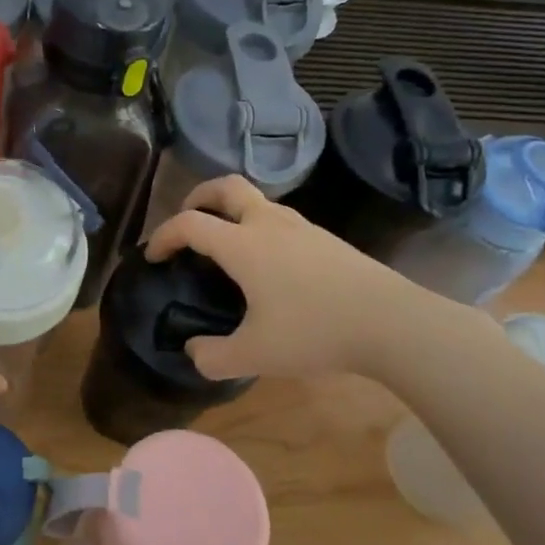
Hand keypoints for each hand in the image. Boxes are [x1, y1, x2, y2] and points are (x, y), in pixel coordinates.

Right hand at [145, 175, 448, 382]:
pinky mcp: (326, 239)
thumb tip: (194, 352)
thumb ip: (213, 357)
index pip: (189, 224)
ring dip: (233, 211)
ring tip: (227, 244)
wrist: (391, 322)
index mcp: (243, 244)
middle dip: (199, 197)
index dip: (164, 236)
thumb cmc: (315, 332)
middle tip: (189, 220)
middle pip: (226, 187)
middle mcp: (268, 224)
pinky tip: (268, 263)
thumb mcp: (255, 356)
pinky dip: (259, 226)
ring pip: (258, 200)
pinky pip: (280, 219)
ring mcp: (302, 227)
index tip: (153, 257)